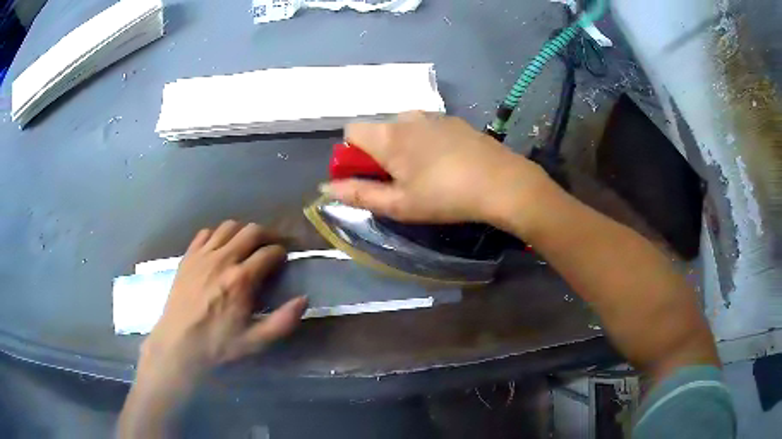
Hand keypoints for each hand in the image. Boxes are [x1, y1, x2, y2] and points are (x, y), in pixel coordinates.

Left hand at [139, 221, 306, 380]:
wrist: (179, 343)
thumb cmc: (218, 344)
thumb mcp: (255, 341)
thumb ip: (283, 321)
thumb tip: (304, 300)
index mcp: (241, 280)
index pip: (269, 252)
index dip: (282, 252)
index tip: (284, 258)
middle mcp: (223, 259)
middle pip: (251, 231)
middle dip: (267, 234)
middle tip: (271, 245)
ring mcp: (203, 255)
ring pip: (229, 226)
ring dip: (243, 231)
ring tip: (247, 244)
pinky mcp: (188, 256)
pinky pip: (206, 233)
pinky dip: (218, 234)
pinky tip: (220, 248)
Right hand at [321, 112, 550, 226]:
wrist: (502, 183)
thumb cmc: (445, 196)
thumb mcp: (399, 204)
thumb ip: (359, 194)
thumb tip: (326, 188)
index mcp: (388, 135)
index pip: (351, 130)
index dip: (351, 154)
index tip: (368, 176)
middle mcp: (407, 117)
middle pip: (378, 129)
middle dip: (378, 153)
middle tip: (399, 181)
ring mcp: (434, 116)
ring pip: (403, 128)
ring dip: (402, 147)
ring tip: (425, 174)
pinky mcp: (455, 121)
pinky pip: (426, 127)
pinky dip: (425, 142)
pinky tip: (446, 163)